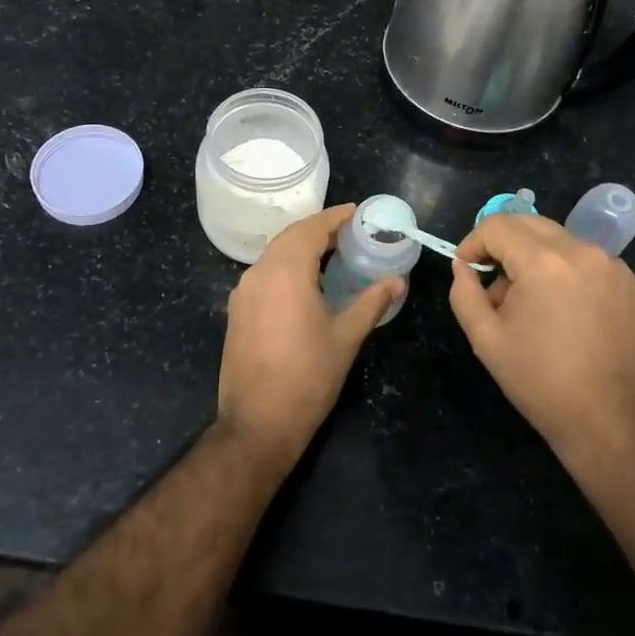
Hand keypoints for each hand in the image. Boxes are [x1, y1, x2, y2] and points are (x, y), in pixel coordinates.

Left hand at [216, 204, 403, 465]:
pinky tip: (306, 281)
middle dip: (319, 229)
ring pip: (274, 254)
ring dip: (301, 246)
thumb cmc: (308, 377)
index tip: (356, 212)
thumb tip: (397, 281)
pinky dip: (286, 265)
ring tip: (332, 253)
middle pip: (290, 236)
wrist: (258, 423)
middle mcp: (260, 273)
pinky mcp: (237, 311)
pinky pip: (264, 273)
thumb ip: (371, 302)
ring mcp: (243, 292)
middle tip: (349, 232)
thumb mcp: (346, 337)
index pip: (312, 229)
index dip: (335, 217)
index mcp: (286, 272)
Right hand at [450, 213, 634, 464]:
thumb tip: (463, 266)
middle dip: (503, 244)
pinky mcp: (630, 281)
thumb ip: (464, 293)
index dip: (473, 242)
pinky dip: (565, 270)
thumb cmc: (540, 381)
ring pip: (558, 239)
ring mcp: (611, 264)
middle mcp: (581, 251)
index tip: (468, 269)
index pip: (497, 225)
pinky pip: (585, 258)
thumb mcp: (485, 339)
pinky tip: (563, 310)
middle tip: (495, 283)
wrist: (609, 420)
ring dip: (534, 257)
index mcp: (544, 262)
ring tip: (530, 302)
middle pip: (529, 223)